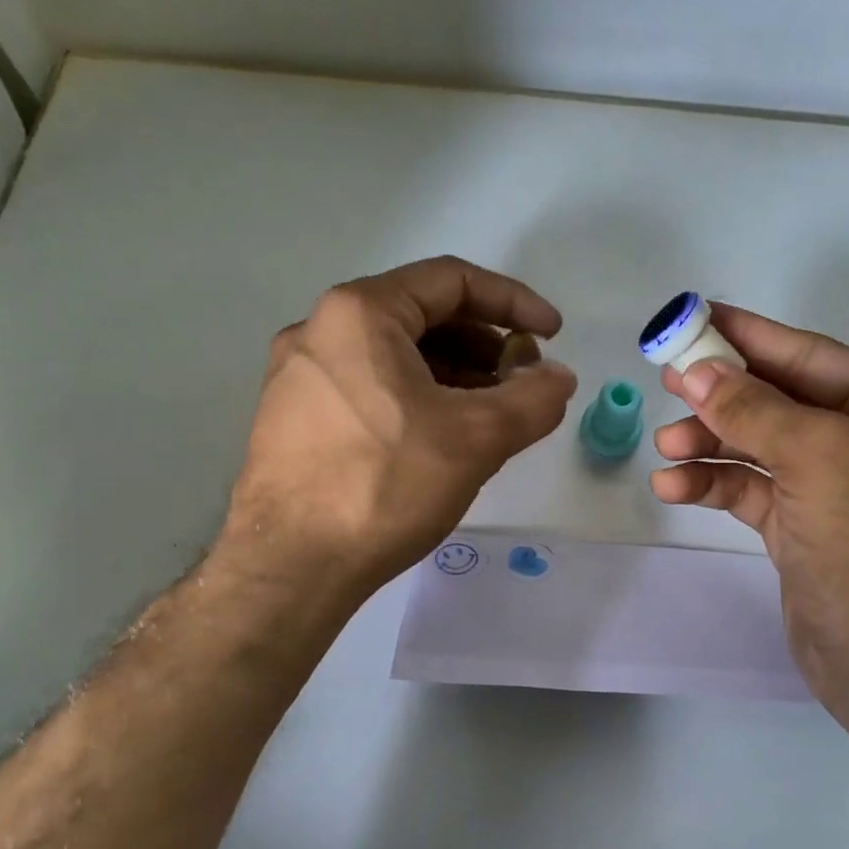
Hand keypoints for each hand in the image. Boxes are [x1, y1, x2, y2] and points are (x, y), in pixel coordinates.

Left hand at [224, 256, 576, 598]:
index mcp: (360, 313)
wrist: (289, 567)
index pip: (452, 281)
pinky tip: (440, 438)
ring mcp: (299, 375)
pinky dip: (415, 398)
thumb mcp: (475, 439)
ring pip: (393, 356)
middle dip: (483, 344)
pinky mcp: (291, 417)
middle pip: (421, 315)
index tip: (552, 335)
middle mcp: (319, 329)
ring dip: (452, 374)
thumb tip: (559, 377)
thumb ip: (532, 399)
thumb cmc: (383, 486)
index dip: (514, 302)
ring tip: (490, 414)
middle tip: (522, 381)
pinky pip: (368, 387)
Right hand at [648, 304, 848, 706]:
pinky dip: (713, 484)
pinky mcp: (804, 528)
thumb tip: (695, 371)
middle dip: (722, 393)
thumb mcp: (816, 457)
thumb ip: (751, 409)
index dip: (750, 335)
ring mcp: (836, 487)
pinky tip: (673, 487)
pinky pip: (751, 490)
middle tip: (666, 376)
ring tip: (664, 444)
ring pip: (760, 446)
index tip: (697, 316)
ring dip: (710, 443)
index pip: (812, 357)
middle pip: (780, 400)